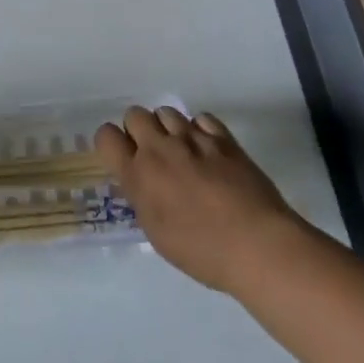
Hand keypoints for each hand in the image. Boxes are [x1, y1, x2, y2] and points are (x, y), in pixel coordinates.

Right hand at [95, 105, 297, 293]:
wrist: (257, 245)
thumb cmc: (201, 251)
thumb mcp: (156, 230)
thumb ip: (142, 196)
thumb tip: (141, 181)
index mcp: (137, 174)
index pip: (106, 136)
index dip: (111, 144)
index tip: (122, 157)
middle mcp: (159, 148)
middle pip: (134, 114)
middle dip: (138, 130)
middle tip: (152, 154)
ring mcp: (192, 139)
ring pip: (166, 111)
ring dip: (167, 127)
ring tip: (181, 150)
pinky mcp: (222, 138)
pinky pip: (200, 118)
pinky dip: (199, 129)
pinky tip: (206, 149)